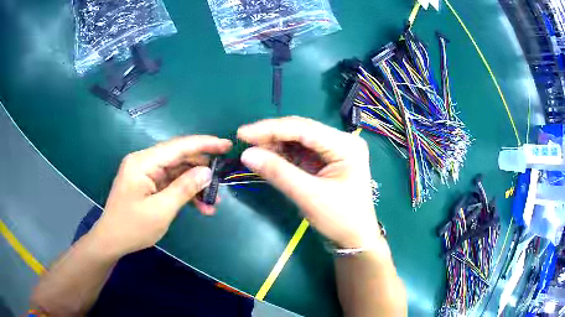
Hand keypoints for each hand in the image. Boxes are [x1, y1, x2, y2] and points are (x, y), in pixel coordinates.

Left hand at [91, 136, 231, 256]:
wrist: (111, 241)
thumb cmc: (132, 227)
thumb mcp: (161, 211)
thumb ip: (184, 188)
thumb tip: (207, 172)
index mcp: (143, 162)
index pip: (178, 146)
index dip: (204, 144)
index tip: (227, 145)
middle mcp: (144, 161)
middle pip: (178, 158)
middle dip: (201, 169)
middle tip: (222, 181)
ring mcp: (145, 173)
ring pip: (177, 172)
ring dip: (195, 185)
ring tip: (213, 201)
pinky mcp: (147, 183)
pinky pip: (170, 183)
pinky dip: (184, 193)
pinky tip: (200, 206)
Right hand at [238, 116, 379, 248]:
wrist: (355, 239)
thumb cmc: (340, 219)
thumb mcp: (309, 196)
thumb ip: (278, 172)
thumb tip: (246, 154)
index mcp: (345, 145)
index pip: (303, 128)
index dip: (270, 129)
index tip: (242, 133)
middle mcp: (341, 141)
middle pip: (300, 131)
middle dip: (271, 135)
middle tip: (243, 140)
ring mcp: (334, 150)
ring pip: (298, 140)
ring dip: (275, 144)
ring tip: (251, 150)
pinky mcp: (326, 161)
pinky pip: (300, 152)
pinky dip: (282, 155)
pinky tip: (266, 156)